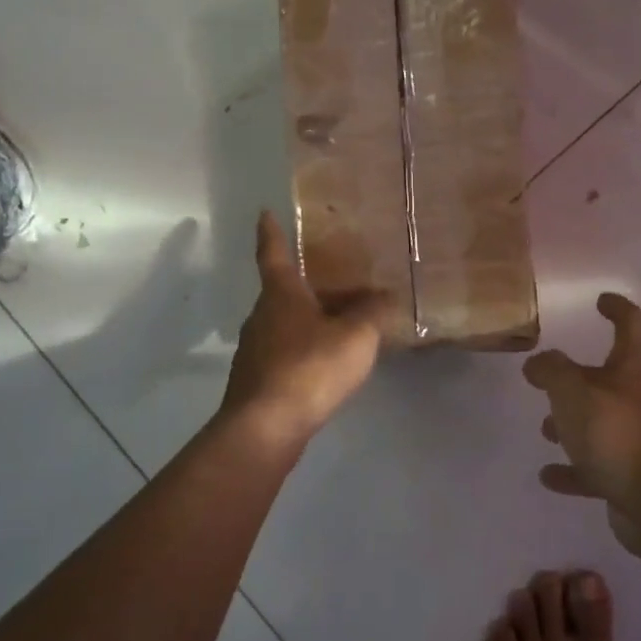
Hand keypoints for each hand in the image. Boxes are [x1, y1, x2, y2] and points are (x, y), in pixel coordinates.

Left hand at [220, 211, 387, 451]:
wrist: (266, 428)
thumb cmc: (309, 368)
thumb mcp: (356, 335)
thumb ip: (373, 311)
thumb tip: (386, 294)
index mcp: (281, 294)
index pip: (272, 253)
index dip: (270, 232)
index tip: (264, 212)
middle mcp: (262, 316)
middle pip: (283, 291)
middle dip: (305, 283)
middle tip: (333, 276)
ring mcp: (255, 350)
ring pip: (285, 323)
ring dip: (308, 319)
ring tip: (339, 322)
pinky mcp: (256, 380)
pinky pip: (285, 352)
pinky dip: (305, 349)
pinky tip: (326, 363)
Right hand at [523, 294, 640, 553]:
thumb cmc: (618, 435)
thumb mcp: (574, 393)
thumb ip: (552, 371)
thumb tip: (539, 363)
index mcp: (637, 369)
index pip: (633, 325)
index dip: (618, 308)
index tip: (600, 301)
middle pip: (613, 377)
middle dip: (580, 378)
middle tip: (549, 380)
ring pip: (603, 422)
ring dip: (574, 423)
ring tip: (545, 429)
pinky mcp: (635, 476)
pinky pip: (599, 465)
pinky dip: (575, 468)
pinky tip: (549, 476)